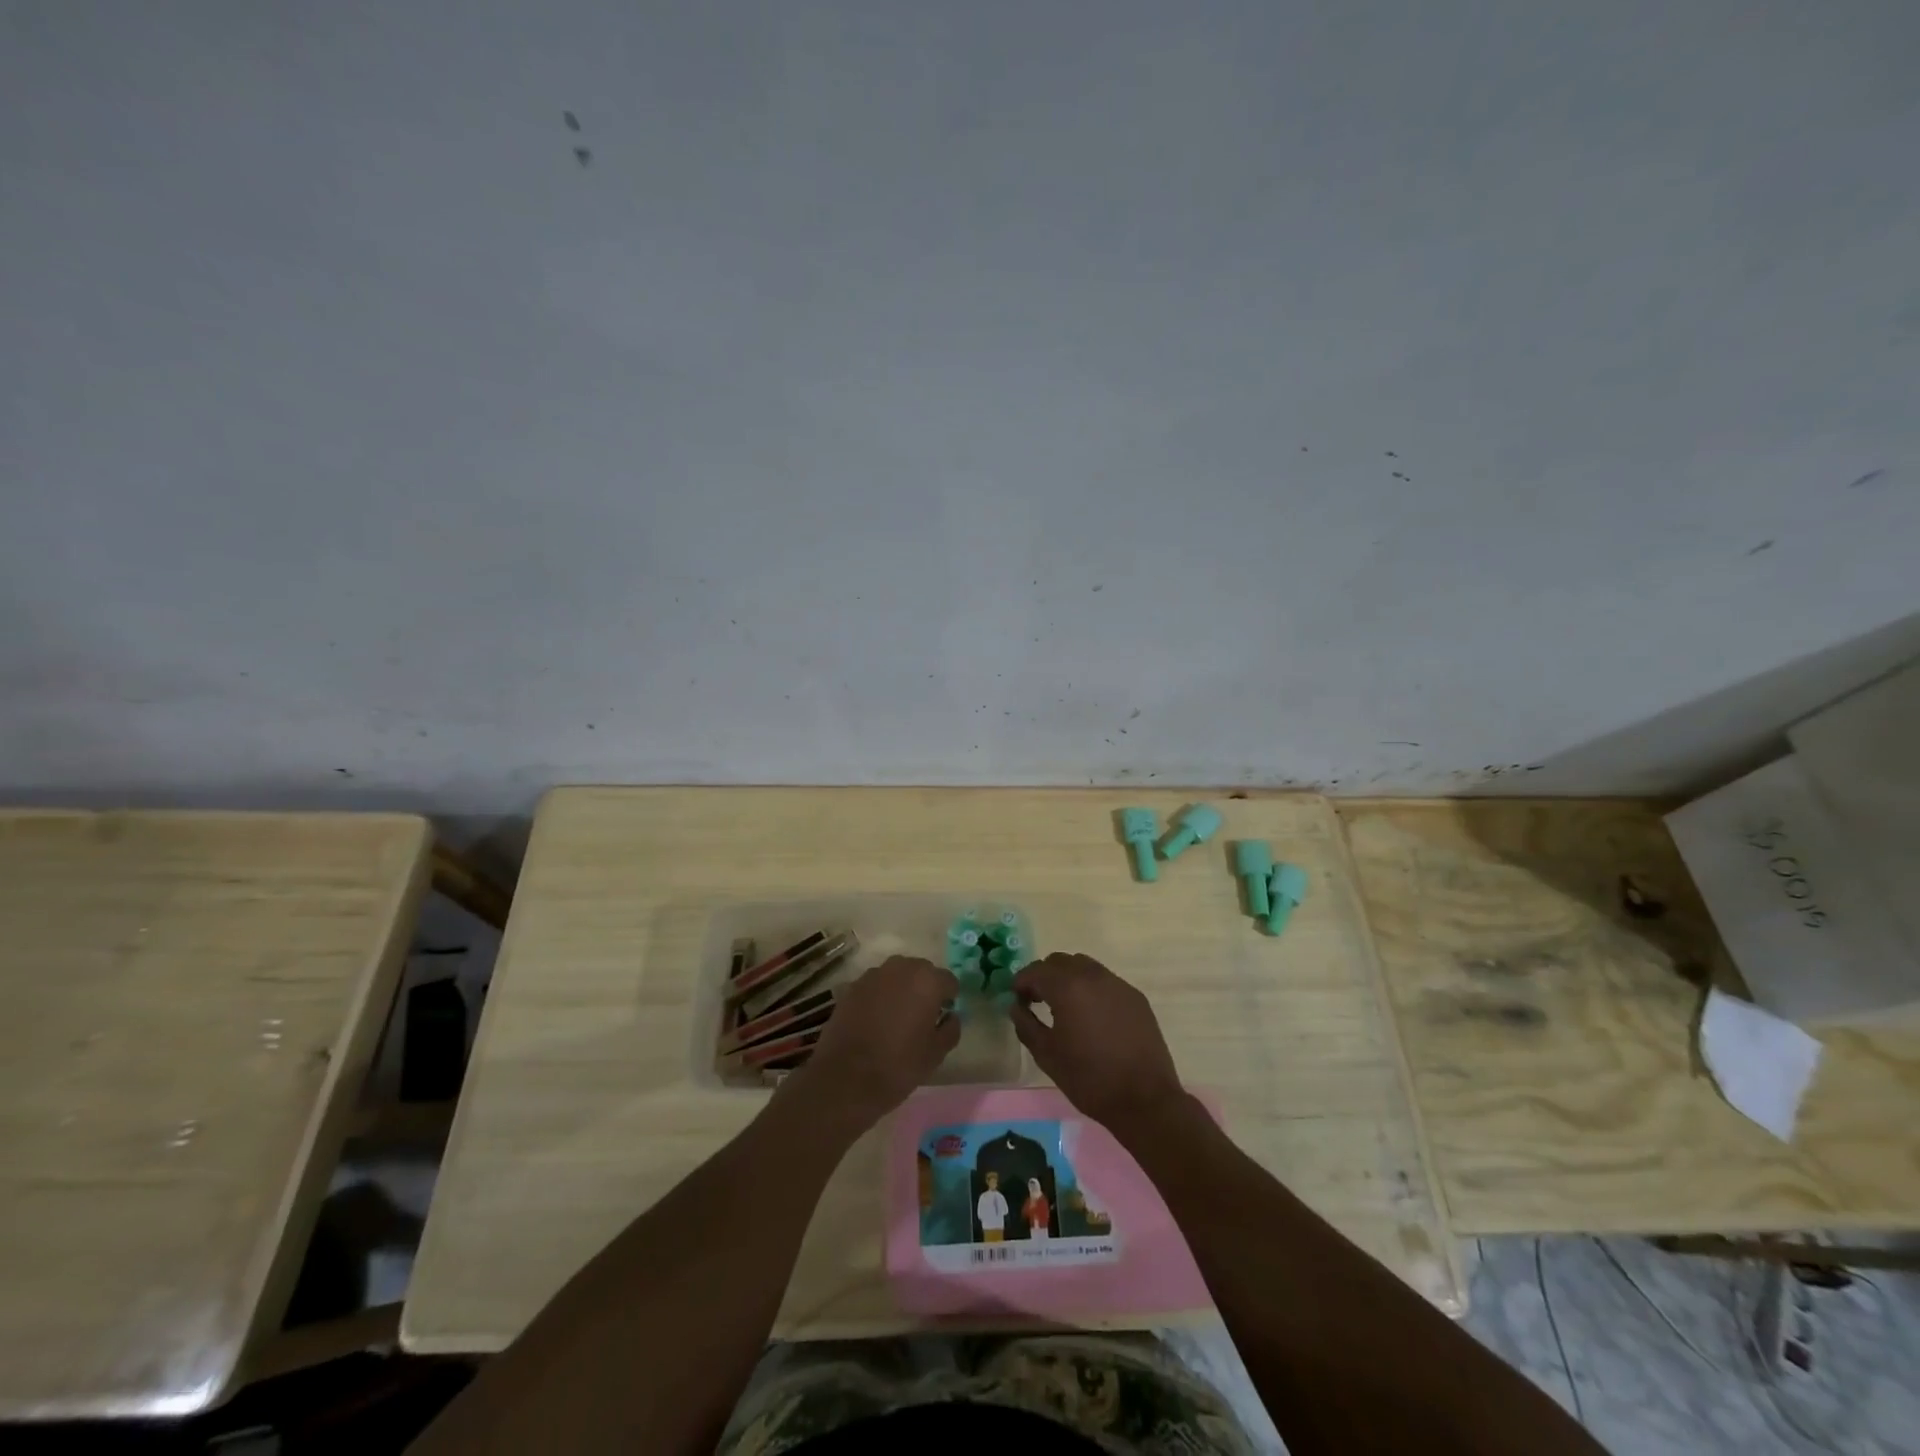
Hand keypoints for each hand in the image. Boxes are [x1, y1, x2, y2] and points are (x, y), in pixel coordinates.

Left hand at [790, 956, 960, 1128]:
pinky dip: (879, 996)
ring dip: (901, 990)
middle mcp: (901, 968)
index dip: (948, 1000)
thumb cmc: (898, 1066)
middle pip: (922, 972)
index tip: (942, 1018)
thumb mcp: (936, 1054)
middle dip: (925, 989)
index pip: (948, 981)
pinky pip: (875, 986)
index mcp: (927, 981)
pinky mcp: (852, 986)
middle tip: (921, 1018)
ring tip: (896, 1018)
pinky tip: (875, 1021)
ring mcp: (873, 975)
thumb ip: (951, 1028)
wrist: (845, 1078)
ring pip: (897, 976)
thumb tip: (950, 1016)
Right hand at [1010, 953, 1183, 1135]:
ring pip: (1085, 966)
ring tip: (1064, 1006)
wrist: (1144, 1099)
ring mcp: (1118, 984)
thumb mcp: (1047, 1055)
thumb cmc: (1089, 1078)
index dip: (1021, 982)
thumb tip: (1016, 1006)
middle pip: (1060, 961)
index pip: (1036, 970)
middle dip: (1044, 976)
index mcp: (1068, 987)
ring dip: (1068, 978)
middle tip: (1037, 1000)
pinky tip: (1092, 1016)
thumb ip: (1026, 1024)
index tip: (1016, 999)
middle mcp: (1093, 976)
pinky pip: (1105, 981)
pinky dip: (1091, 988)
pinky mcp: (1135, 997)